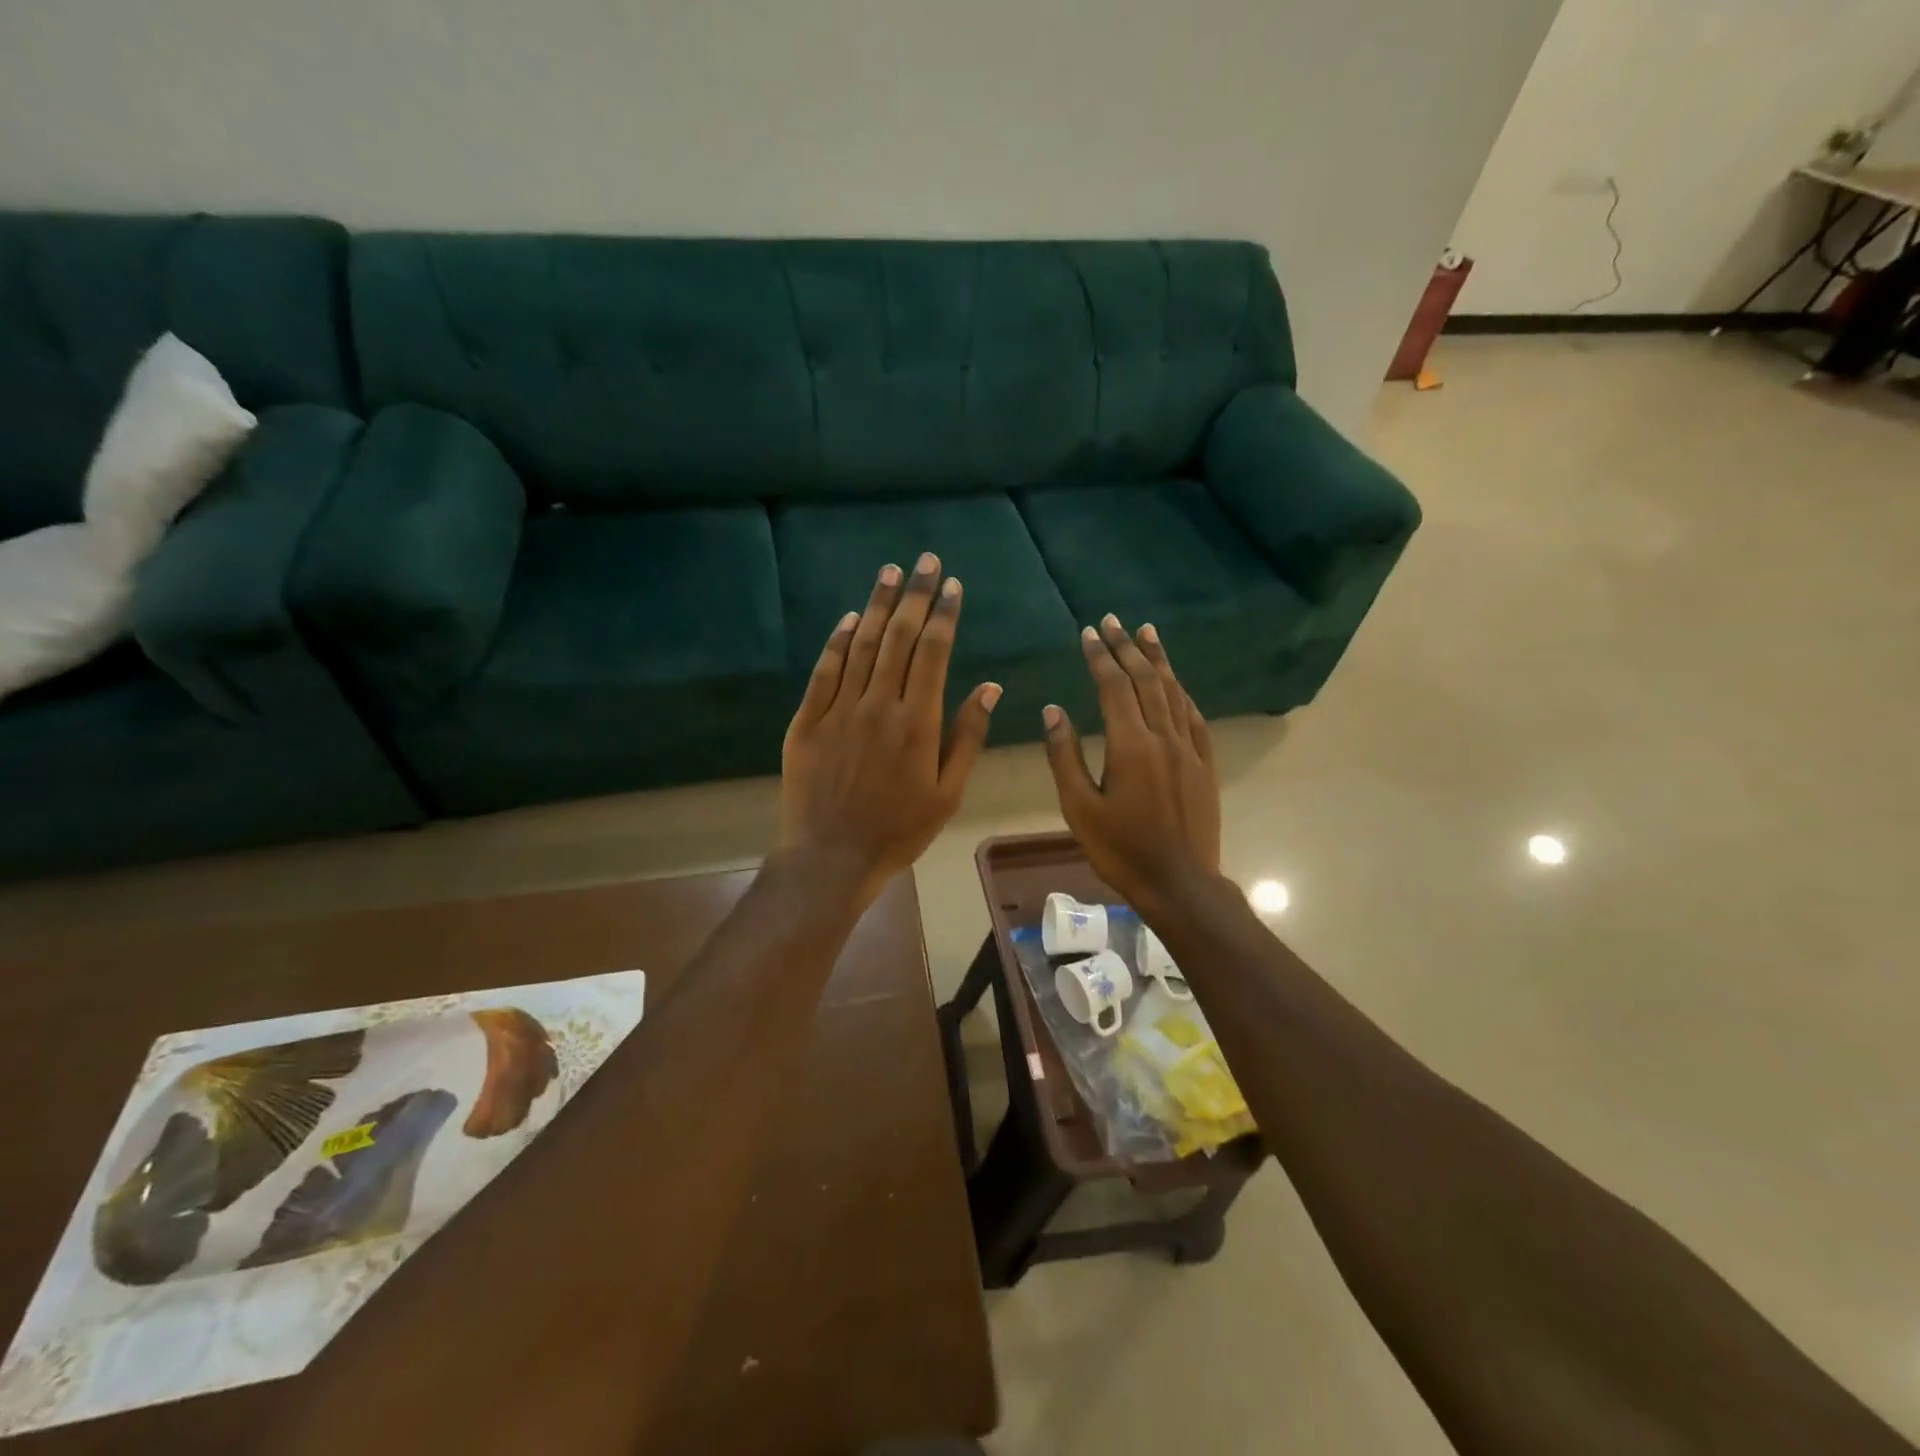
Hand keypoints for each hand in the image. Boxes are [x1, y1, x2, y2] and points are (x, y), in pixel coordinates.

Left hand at [780, 553, 1000, 912]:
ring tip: (891, 572)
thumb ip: (967, 736)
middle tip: (925, 560)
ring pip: (861, 645)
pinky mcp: (807, 721)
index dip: (944, 614)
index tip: (953, 585)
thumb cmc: (898, 830)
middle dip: (916, 595)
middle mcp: (879, 705)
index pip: (934, 653)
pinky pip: (824, 671)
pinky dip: (838, 640)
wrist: (831, 858)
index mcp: (918, 722)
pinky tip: (850, 616)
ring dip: (878, 605)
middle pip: (899, 638)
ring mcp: (839, 710)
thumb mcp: (948, 793)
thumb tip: (990, 687)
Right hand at [1042, 615, 1221, 912]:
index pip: (1114, 686)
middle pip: (1145, 680)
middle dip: (1127, 647)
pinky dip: (1181, 693)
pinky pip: (1194, 717)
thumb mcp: (1079, 807)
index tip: (1088, 632)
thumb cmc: (1121, 850)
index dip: (1100, 656)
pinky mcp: (1205, 764)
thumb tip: (1053, 710)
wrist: (1179, 883)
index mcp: (1130, 745)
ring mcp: (1189, 749)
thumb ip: (1064, 756)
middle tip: (1113, 620)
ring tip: (1147, 632)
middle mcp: (1163, 737)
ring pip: (1173, 692)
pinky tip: (1176, 683)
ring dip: (1158, 660)